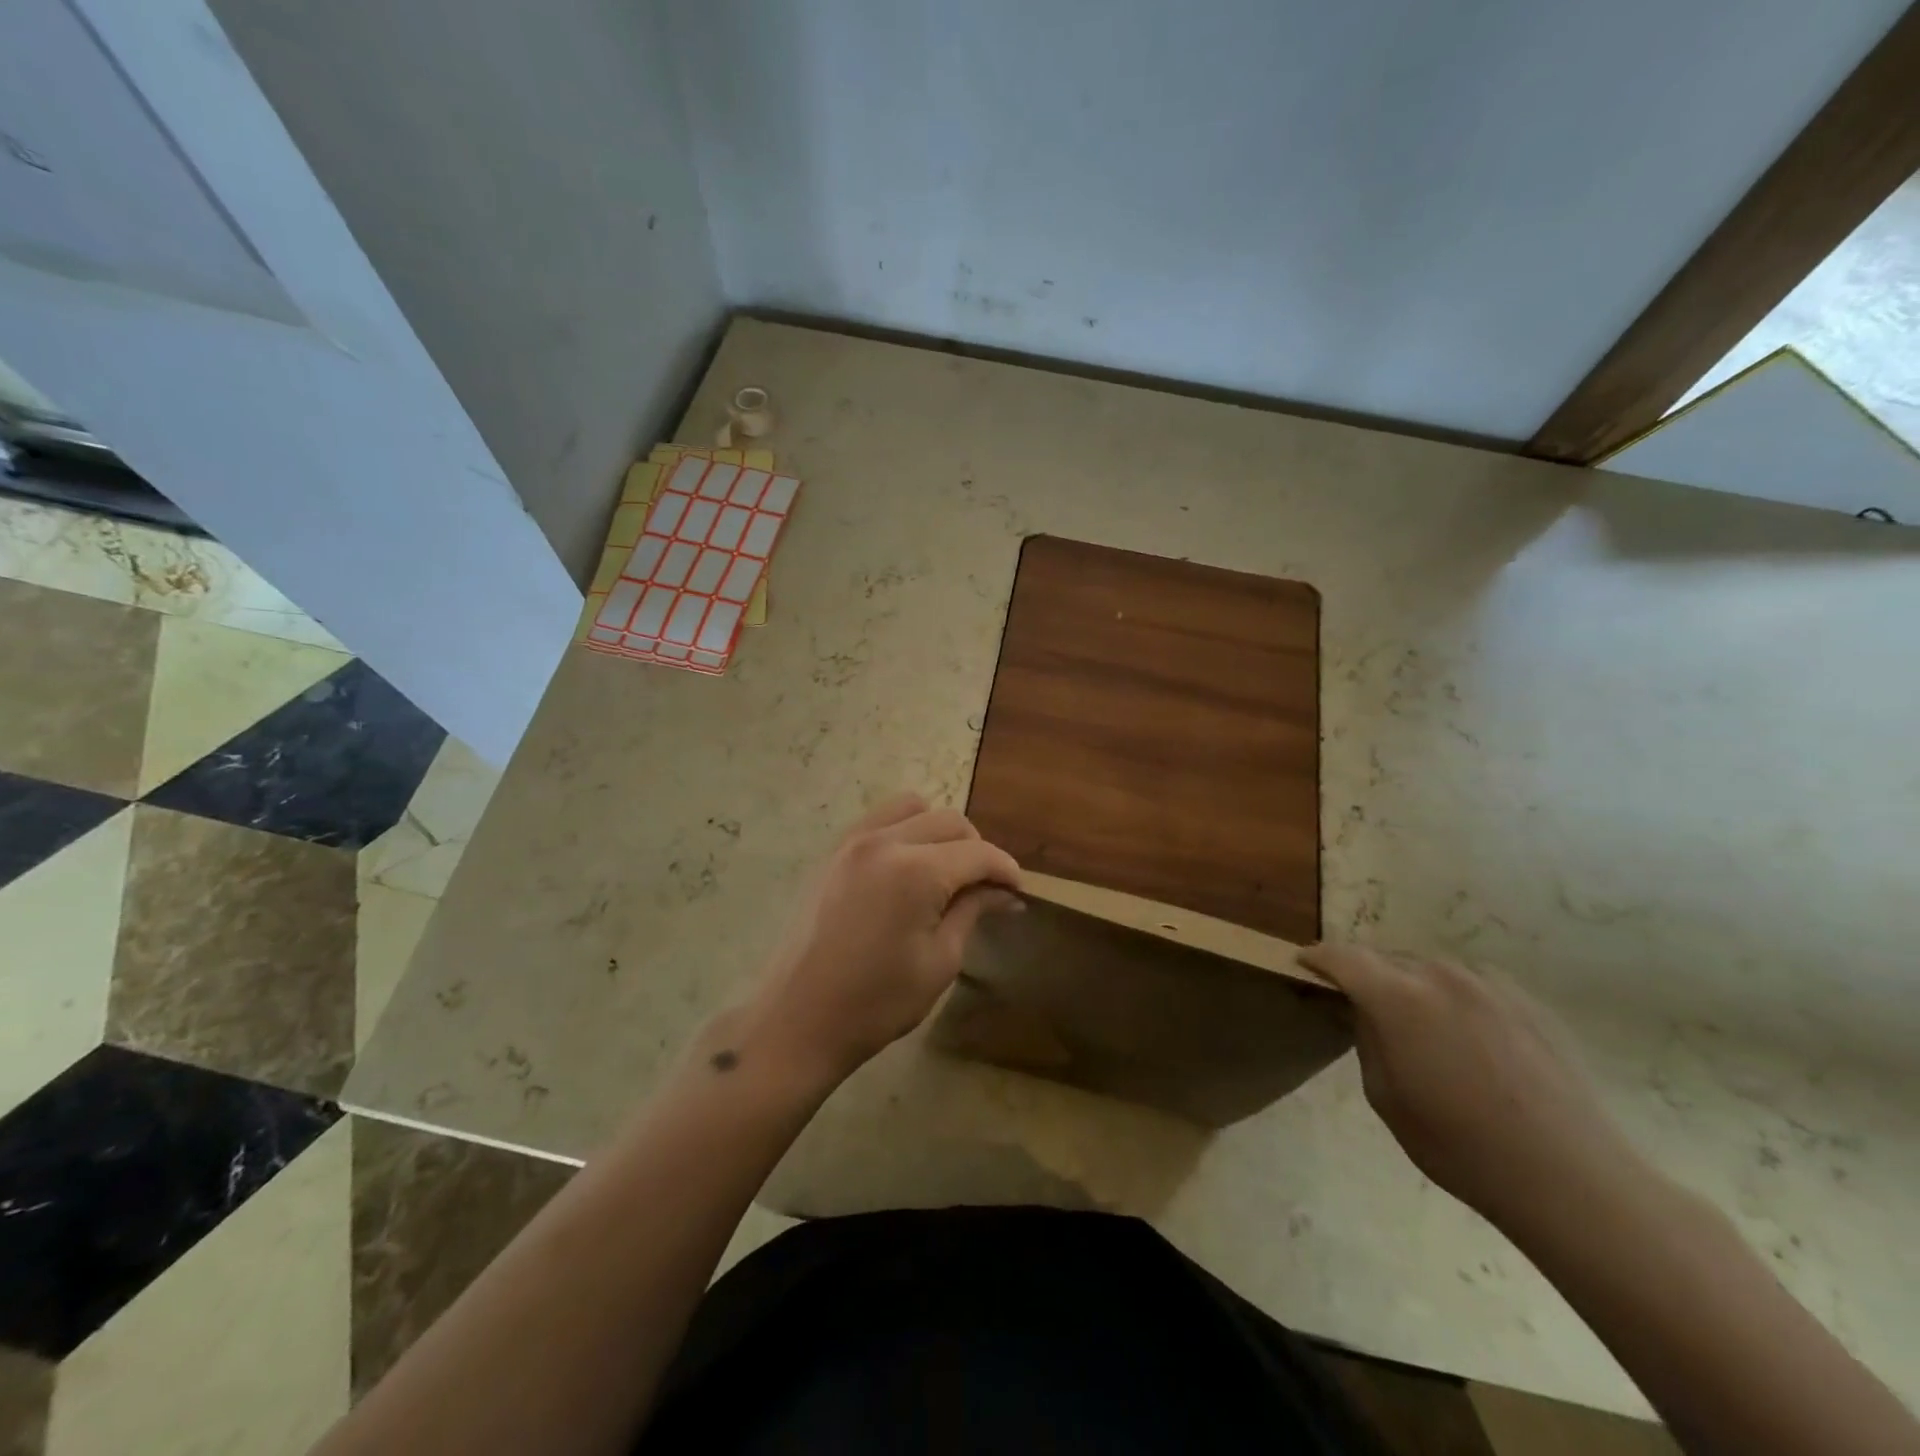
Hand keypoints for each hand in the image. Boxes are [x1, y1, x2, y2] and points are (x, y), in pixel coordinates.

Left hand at [734, 795, 1020, 1088]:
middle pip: (949, 821)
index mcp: (916, 871)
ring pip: (913, 808)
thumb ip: (973, 911)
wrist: (798, 1019)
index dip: (1005, 869)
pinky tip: (909, 867)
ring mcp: (853, 841)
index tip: (1019, 891)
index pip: (978, 853)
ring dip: (940, 831)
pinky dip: (905, 830)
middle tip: (985, 886)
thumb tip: (1006, 892)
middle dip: (976, 848)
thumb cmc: (877, 1002)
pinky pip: (880, 820)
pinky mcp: (833, 852)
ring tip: (946, 870)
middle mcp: (884, 842)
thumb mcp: (939, 960)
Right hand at [1299, 944, 1650, 1234]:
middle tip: (1367, 1010)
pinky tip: (1472, 1044)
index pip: (1341, 956)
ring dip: (1415, 988)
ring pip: (1431, 971)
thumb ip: (1368, 1040)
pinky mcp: (1528, 1002)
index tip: (1304, 964)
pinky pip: (1473, 986)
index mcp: (1397, 997)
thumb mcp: (1386, 1098)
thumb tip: (1368, 1013)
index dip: (1318, 958)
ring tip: (1424, 1030)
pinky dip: (1456, 1001)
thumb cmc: (1461, 1146)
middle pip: (1387, 960)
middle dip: (1369, 977)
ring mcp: (1489, 985)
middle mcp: (1440, 975)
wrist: (1572, 1178)